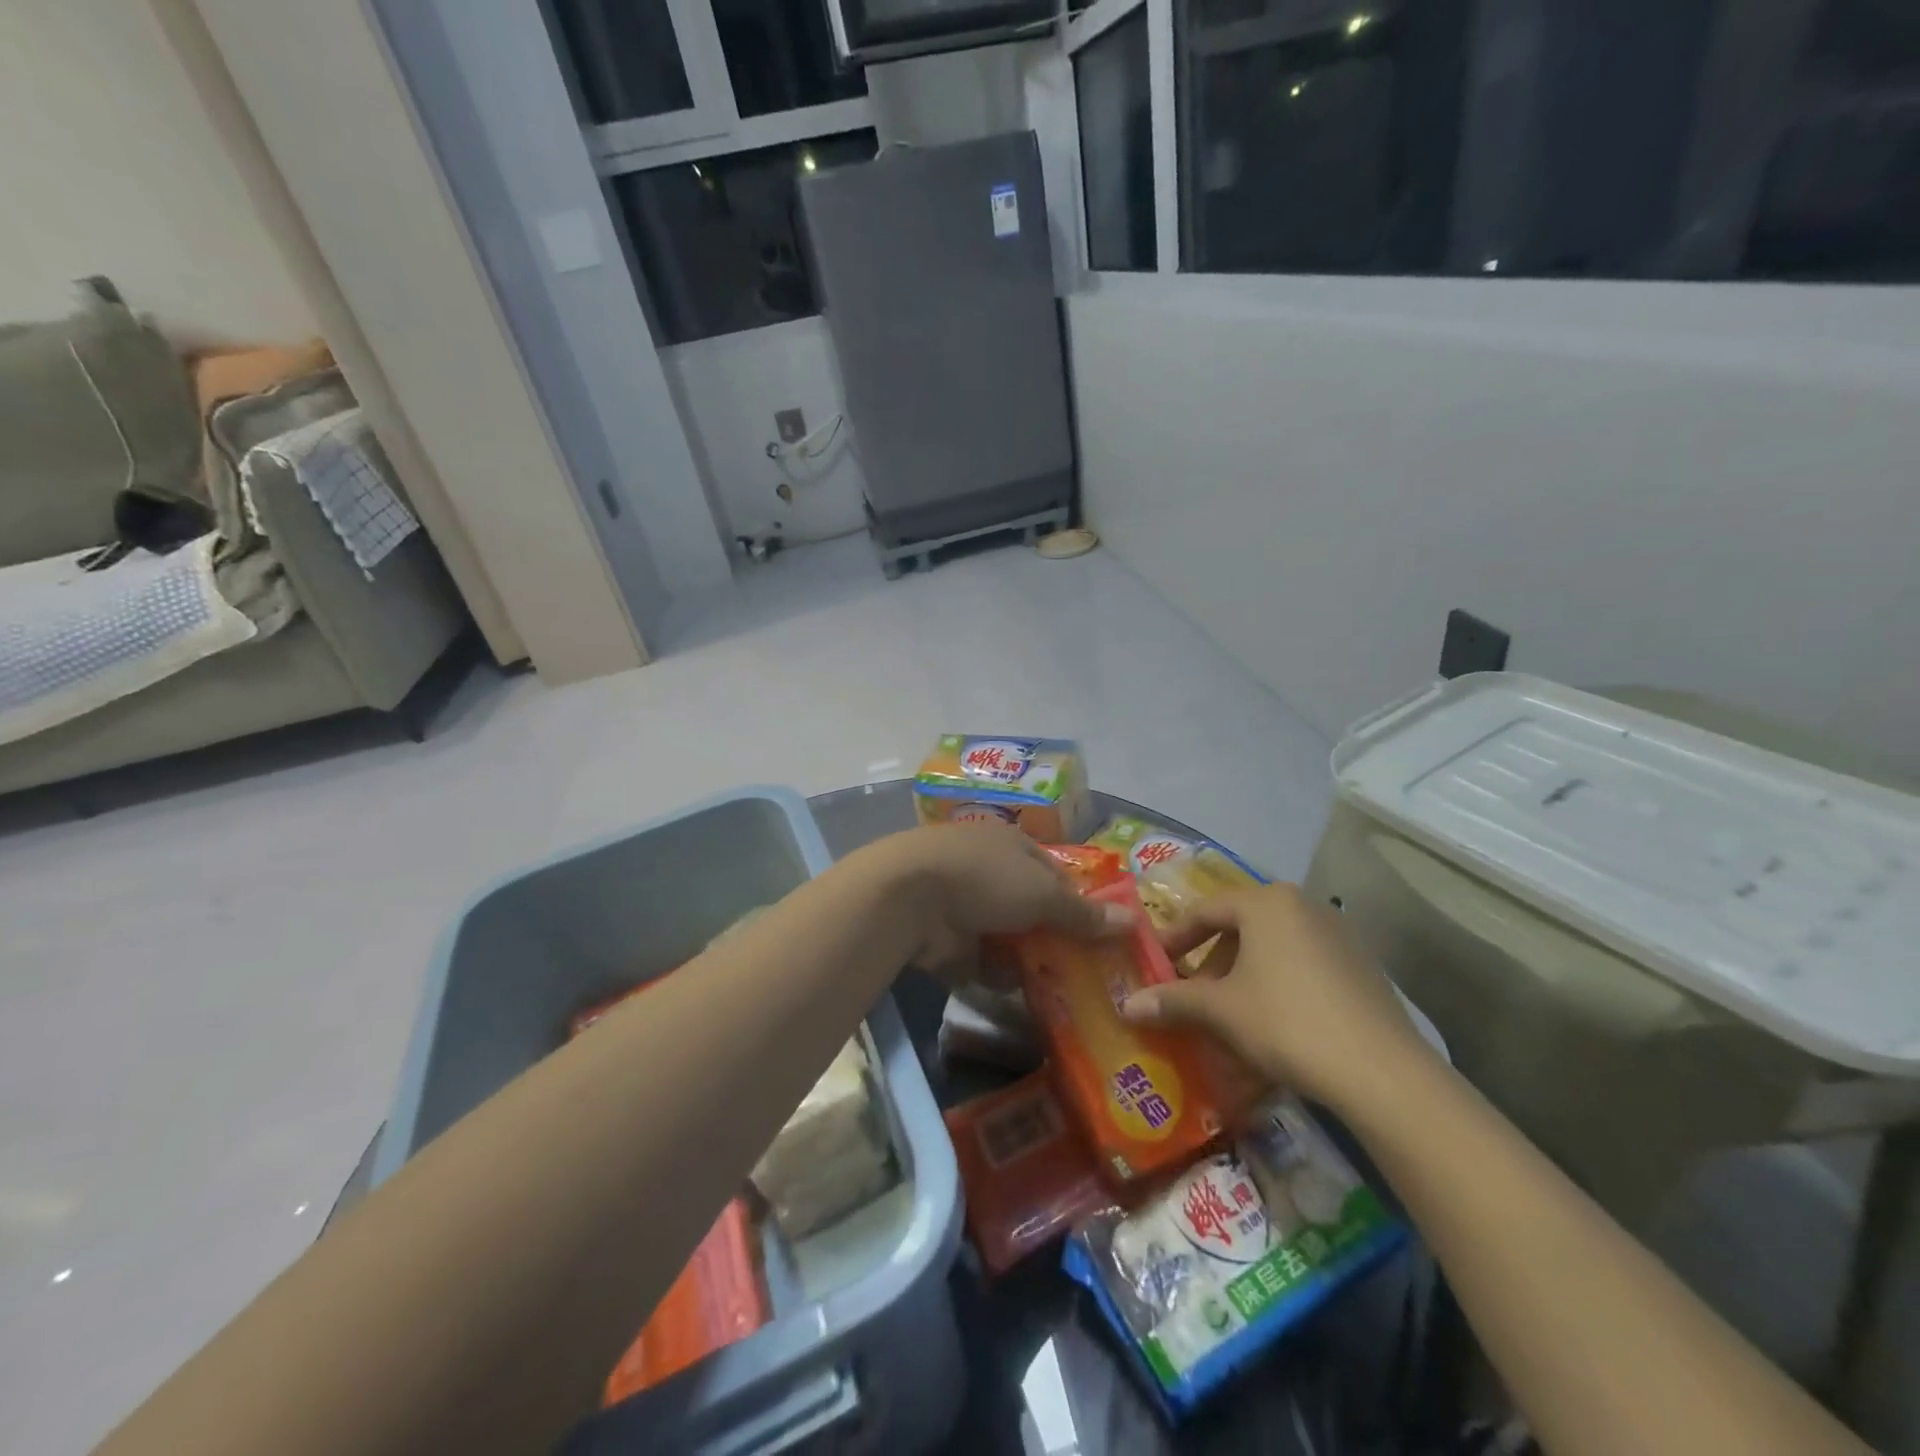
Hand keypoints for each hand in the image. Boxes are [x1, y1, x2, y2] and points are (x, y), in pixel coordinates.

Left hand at [870, 824, 1129, 984]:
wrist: (909, 898)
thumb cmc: (985, 879)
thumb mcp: (1043, 894)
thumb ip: (1083, 913)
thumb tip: (1131, 922)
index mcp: (1014, 846)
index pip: (1057, 876)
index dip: (1081, 904)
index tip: (1104, 938)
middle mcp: (991, 872)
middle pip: (1033, 910)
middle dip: (1056, 940)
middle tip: (1091, 976)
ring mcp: (967, 906)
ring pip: (1009, 938)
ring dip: (1029, 962)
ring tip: (1065, 995)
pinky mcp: (948, 940)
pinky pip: (983, 961)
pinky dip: (998, 976)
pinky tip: (1023, 996)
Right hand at [1120, 884, 1431, 1111]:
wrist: (1382, 1072)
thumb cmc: (1286, 1022)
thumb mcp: (1221, 1010)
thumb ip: (1173, 1000)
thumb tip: (1126, 1004)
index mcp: (1266, 902)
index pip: (1205, 911)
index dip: (1174, 939)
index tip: (1155, 965)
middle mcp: (1303, 905)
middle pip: (1241, 927)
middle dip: (1211, 962)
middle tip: (1192, 994)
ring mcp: (1338, 933)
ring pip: (1272, 947)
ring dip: (1243, 975)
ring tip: (1230, 1013)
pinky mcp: (1361, 965)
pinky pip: (1303, 964)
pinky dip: (1278, 984)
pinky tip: (1274, 1023)